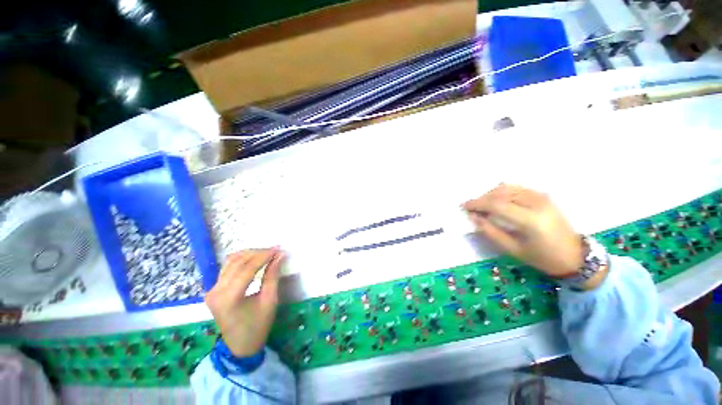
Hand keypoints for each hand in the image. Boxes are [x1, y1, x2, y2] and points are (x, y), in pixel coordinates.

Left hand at [205, 248, 285, 356]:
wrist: (240, 346)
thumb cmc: (258, 326)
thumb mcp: (270, 301)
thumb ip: (273, 276)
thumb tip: (280, 255)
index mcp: (229, 298)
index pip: (247, 268)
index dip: (264, 256)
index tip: (278, 249)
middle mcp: (216, 291)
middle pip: (237, 262)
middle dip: (258, 253)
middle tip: (275, 250)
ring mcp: (212, 290)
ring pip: (230, 261)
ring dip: (249, 254)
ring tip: (266, 253)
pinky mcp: (213, 290)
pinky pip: (227, 268)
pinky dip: (241, 260)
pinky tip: (254, 259)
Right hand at [463, 184, 583, 277]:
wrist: (575, 255)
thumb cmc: (543, 257)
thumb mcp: (513, 249)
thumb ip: (490, 232)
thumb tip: (473, 217)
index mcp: (531, 220)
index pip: (497, 205)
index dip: (477, 204)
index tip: (464, 206)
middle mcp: (537, 203)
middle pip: (501, 193)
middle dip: (482, 198)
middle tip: (471, 207)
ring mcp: (541, 197)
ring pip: (507, 188)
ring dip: (490, 194)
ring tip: (481, 205)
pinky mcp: (543, 195)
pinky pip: (516, 188)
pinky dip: (501, 192)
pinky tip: (496, 201)